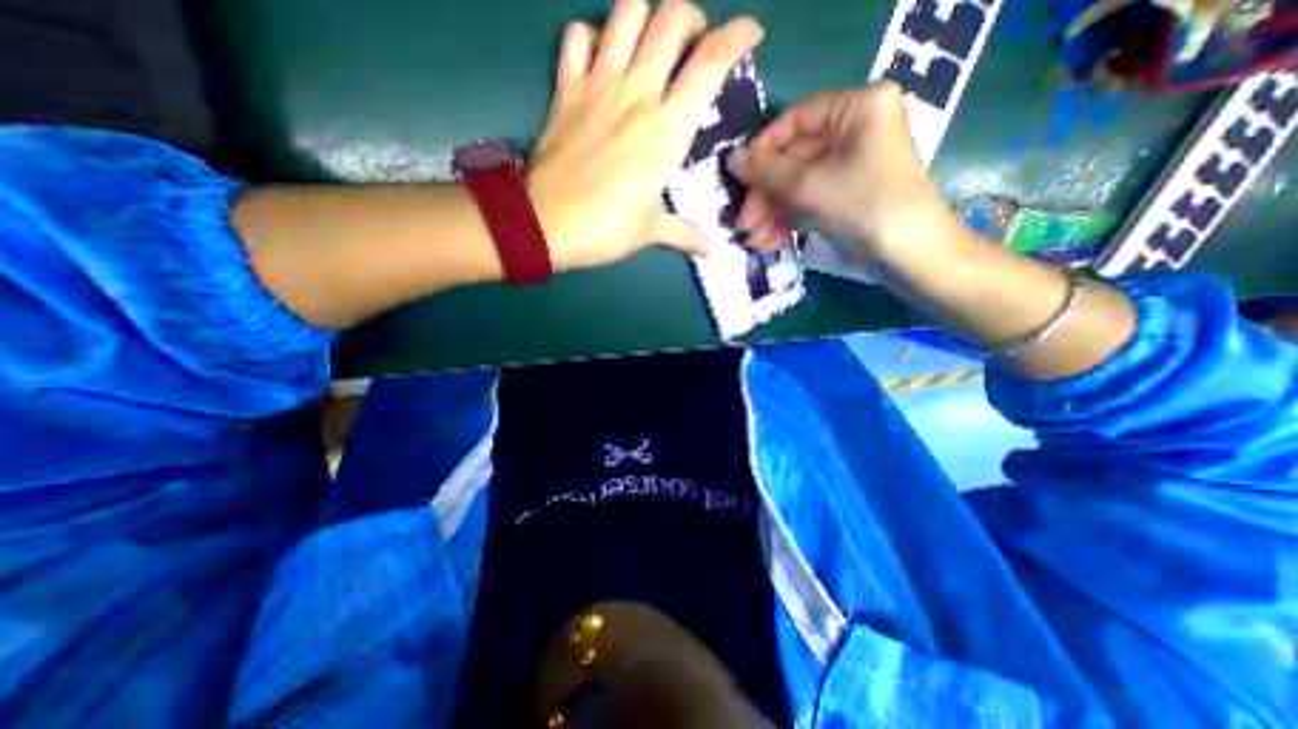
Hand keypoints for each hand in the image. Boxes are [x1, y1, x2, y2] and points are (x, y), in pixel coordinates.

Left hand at [526, 0, 761, 269]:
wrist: (544, 224)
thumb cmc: (605, 229)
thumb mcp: (651, 232)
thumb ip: (685, 235)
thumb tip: (712, 250)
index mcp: (666, 130)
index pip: (710, 65)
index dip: (736, 37)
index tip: (750, 33)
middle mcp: (636, 94)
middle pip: (670, 19)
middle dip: (690, 19)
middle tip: (691, 45)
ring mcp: (597, 86)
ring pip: (626, 12)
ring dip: (645, 16)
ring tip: (650, 41)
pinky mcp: (565, 90)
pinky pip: (576, 37)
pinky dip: (590, 36)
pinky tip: (599, 57)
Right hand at [726, 82, 956, 259]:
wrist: (906, 253)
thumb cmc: (863, 203)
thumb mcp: (809, 184)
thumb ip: (766, 170)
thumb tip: (731, 160)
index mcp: (856, 108)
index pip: (796, 120)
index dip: (763, 149)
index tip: (738, 176)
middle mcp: (852, 132)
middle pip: (792, 159)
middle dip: (765, 195)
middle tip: (744, 222)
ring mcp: (846, 168)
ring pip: (796, 186)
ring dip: (771, 214)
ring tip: (753, 240)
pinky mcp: (842, 197)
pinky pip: (806, 202)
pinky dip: (786, 221)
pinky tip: (767, 242)